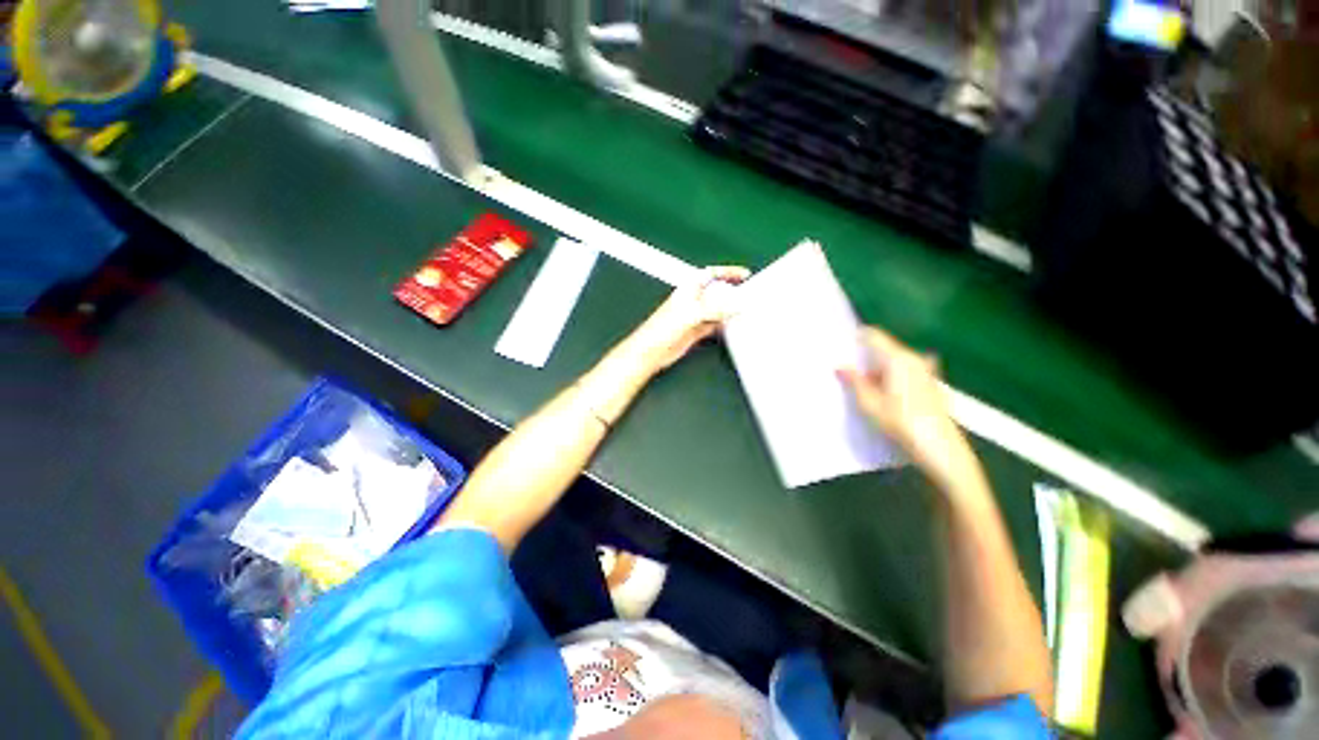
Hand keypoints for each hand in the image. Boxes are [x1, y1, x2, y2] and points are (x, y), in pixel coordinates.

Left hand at [627, 266, 749, 371]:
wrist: (651, 351)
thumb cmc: (661, 329)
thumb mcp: (692, 313)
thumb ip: (716, 308)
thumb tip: (736, 304)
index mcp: (688, 289)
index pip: (711, 274)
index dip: (728, 272)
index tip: (745, 274)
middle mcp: (692, 301)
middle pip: (716, 292)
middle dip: (732, 291)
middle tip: (749, 294)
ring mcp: (694, 317)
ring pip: (717, 310)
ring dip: (729, 310)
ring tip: (745, 310)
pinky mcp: (695, 332)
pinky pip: (714, 325)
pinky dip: (724, 325)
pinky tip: (731, 326)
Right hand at [840, 327, 982, 495]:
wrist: (941, 450)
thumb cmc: (902, 424)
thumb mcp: (869, 404)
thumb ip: (854, 381)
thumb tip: (840, 366)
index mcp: (898, 359)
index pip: (873, 336)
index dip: (855, 337)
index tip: (839, 345)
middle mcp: (914, 358)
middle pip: (883, 349)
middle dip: (864, 358)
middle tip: (844, 371)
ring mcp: (925, 371)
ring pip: (893, 362)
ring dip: (876, 370)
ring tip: (860, 386)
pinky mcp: (930, 384)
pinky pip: (903, 372)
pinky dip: (889, 378)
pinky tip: (881, 396)